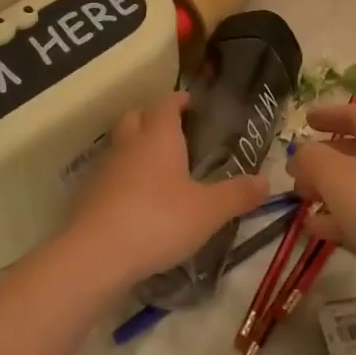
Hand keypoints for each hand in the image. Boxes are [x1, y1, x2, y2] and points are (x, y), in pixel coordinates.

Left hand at [65, 92, 268, 287]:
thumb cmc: (158, 220)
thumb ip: (236, 195)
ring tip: (155, 165)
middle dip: (151, 116)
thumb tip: (267, 181)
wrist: (95, 254)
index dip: (178, 100)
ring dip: (134, 145)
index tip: (189, 101)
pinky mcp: (89, 194)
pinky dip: (121, 176)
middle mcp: (130, 143)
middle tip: (170, 128)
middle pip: (136, 116)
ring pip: (119, 143)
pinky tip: (134, 197)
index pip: (167, 103)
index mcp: (159, 135)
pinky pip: (108, 173)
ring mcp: (105, 167)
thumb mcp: (207, 211)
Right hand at [285, 102, 355, 296]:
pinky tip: (312, 227)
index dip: (330, 114)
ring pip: (354, 185)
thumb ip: (311, 157)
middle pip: (353, 151)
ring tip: (299, 198)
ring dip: (326, 189)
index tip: (306, 120)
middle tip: (295, 168)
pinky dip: (336, 217)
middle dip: (322, 158)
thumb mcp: (335, 174)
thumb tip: (299, 153)